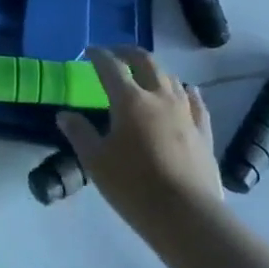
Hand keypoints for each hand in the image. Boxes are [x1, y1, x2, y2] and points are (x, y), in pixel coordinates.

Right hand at [58, 46, 220, 241]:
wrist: (187, 216)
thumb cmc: (133, 186)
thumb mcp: (95, 161)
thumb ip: (79, 133)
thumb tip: (65, 115)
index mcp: (129, 100)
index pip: (111, 66)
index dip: (98, 55)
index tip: (89, 51)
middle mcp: (159, 97)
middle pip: (146, 62)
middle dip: (128, 53)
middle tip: (116, 54)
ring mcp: (186, 113)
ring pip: (171, 78)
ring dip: (155, 70)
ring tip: (144, 74)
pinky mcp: (204, 132)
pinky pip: (195, 101)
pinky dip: (186, 91)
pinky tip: (186, 91)